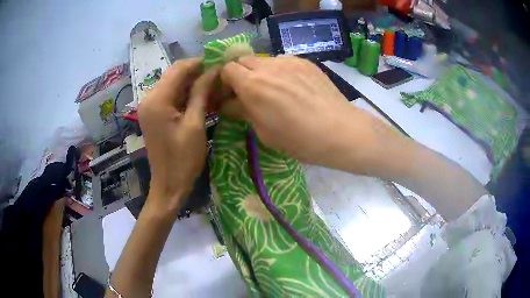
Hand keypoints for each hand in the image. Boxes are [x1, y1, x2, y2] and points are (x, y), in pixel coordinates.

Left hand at [138, 58, 218, 211]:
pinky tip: (201, 97)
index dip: (199, 63)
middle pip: (174, 75)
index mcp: (157, 100)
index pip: (179, 69)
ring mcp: (149, 106)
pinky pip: (170, 97)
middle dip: (196, 72)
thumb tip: (214, 70)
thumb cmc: (183, 159)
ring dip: (192, 83)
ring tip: (214, 85)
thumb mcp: (195, 124)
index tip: (219, 62)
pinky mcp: (153, 114)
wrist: (168, 185)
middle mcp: (149, 98)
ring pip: (173, 85)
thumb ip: (201, 93)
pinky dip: (185, 95)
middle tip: (219, 75)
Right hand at [220, 56, 354, 167]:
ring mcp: (289, 61)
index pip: (227, 69)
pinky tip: (294, 87)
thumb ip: (242, 111)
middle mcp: (268, 66)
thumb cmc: (298, 139)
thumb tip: (228, 104)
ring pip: (264, 60)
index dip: (226, 81)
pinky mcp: (305, 62)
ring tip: (275, 90)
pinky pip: (284, 62)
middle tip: (250, 92)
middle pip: (243, 60)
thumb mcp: (263, 131)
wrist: (338, 131)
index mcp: (252, 85)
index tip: (232, 95)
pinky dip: (280, 71)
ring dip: (261, 72)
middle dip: (241, 74)